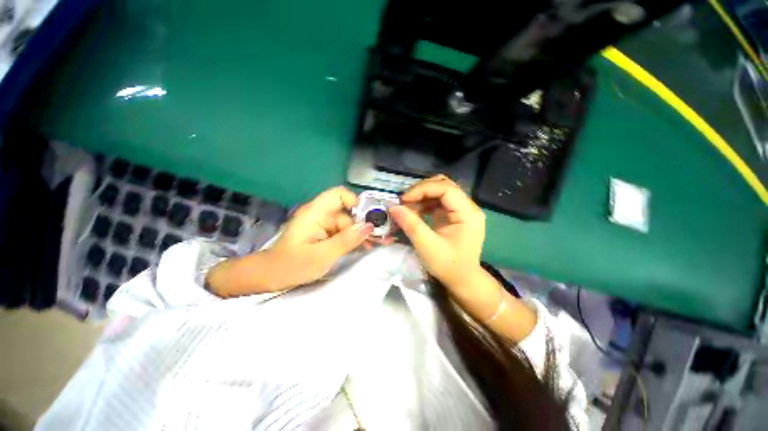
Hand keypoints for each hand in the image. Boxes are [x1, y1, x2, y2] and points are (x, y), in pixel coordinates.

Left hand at [207, 187, 372, 295]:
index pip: (340, 194)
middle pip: (347, 212)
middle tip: (378, 238)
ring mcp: (322, 224)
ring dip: (360, 233)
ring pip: (347, 223)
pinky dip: (352, 238)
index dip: (356, 202)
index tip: (368, 218)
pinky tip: (363, 247)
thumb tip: (369, 226)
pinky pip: (342, 232)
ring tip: (372, 245)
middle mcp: (320, 214)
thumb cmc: (291, 265)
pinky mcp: (323, 234)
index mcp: (316, 212)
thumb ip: (347, 240)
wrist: (270, 276)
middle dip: (363, 224)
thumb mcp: (322, 255)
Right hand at [389, 175, 484, 290]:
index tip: (404, 199)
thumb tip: (393, 207)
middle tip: (404, 202)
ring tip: (407, 207)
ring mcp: (461, 210)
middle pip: (444, 185)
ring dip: (421, 196)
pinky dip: (424, 203)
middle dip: (421, 190)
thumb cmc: (448, 265)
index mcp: (468, 213)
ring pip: (440, 191)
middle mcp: (468, 207)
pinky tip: (414, 212)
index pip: (446, 188)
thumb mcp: (427, 246)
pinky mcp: (454, 215)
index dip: (423, 189)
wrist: (462, 280)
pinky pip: (438, 201)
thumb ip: (410, 224)